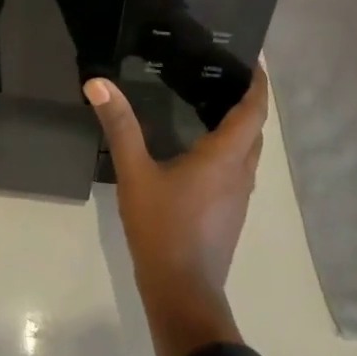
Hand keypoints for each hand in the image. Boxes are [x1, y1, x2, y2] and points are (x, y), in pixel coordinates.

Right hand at [86, 67, 269, 355]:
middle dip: (249, 101)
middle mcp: (241, 173)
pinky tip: (203, 149)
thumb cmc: (163, 229)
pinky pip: (239, 169)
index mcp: (225, 157)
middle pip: (255, 130)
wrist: (183, 294)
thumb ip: (119, 126)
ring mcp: (239, 198)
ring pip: (249, 152)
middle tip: (225, 75)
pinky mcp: (230, 214)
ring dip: (241, 127)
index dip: (258, 84)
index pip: (253, 111)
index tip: (254, 60)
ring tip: (213, 104)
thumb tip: (98, 83)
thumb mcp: (135, 174)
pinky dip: (231, 149)